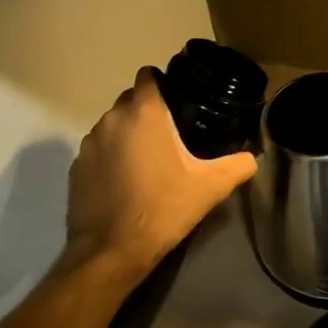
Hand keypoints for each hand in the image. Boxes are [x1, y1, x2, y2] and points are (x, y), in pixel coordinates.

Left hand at [61, 68, 257, 279]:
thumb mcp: (210, 188)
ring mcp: (89, 143)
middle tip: (172, 135)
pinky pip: (98, 150)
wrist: (111, 251)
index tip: (179, 101)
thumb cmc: (162, 209)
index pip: (148, 76)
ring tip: (149, 160)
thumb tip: (252, 158)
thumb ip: (237, 165)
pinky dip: (111, 157)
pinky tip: (126, 181)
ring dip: (128, 134)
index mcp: (144, 114)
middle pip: (130, 100)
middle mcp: (112, 119)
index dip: (163, 83)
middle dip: (148, 111)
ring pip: (113, 125)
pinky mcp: (76, 167)